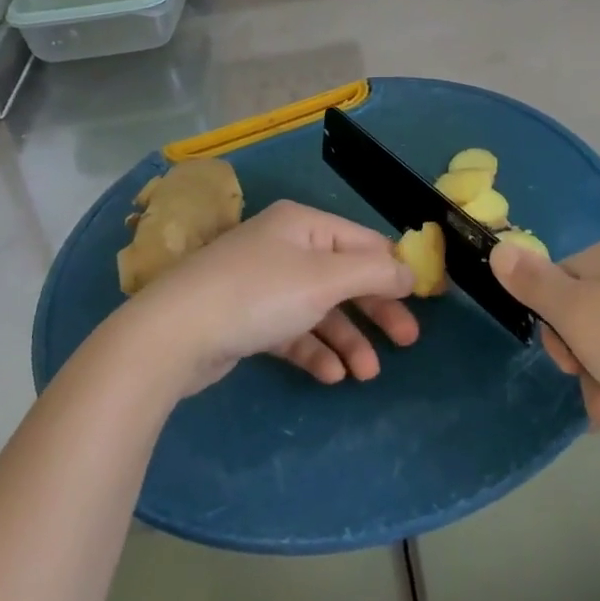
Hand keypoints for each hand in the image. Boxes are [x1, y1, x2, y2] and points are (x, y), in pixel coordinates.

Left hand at [124, 201, 418, 393]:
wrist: (173, 335)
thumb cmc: (258, 294)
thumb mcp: (324, 279)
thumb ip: (373, 273)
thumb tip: (411, 271)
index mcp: (303, 224)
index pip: (363, 242)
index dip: (396, 269)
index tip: (426, 299)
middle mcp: (285, 247)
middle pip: (345, 276)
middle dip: (375, 310)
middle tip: (407, 341)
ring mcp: (265, 283)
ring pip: (320, 309)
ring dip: (347, 339)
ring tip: (366, 374)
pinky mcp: (249, 319)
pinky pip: (293, 331)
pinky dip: (314, 350)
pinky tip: (330, 376)